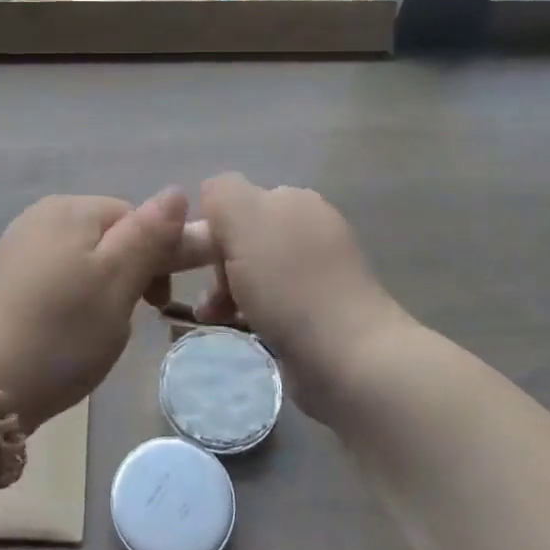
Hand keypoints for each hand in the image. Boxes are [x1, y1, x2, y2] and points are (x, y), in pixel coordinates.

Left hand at [0, 189, 189, 431]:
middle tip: (123, 321)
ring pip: (83, 261)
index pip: (135, 217)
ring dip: (99, 291)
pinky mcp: (4, 279)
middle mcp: (42, 216)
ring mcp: (18, 247)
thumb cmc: (62, 331)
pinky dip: (69, 302)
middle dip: (126, 275)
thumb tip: (178, 191)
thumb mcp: (119, 282)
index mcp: (72, 209)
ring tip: (93, 333)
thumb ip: (150, 235)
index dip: (155, 256)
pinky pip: (55, 278)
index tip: (155, 303)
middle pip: (108, 236)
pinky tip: (62, 333)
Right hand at [194, 173, 414, 420]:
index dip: (212, 228)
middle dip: (218, 265)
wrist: (348, 355)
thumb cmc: (288, 284)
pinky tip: (243, 329)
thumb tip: (213, 196)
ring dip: (229, 292)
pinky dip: (252, 313)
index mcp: (293, 199)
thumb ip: (222, 193)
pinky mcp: (321, 310)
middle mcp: (308, 227)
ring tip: (216, 318)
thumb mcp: (243, 219)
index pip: (233, 201)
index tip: (202, 261)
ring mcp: (318, 270)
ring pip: (255, 272)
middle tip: (210, 298)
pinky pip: (272, 302)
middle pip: (243, 237)